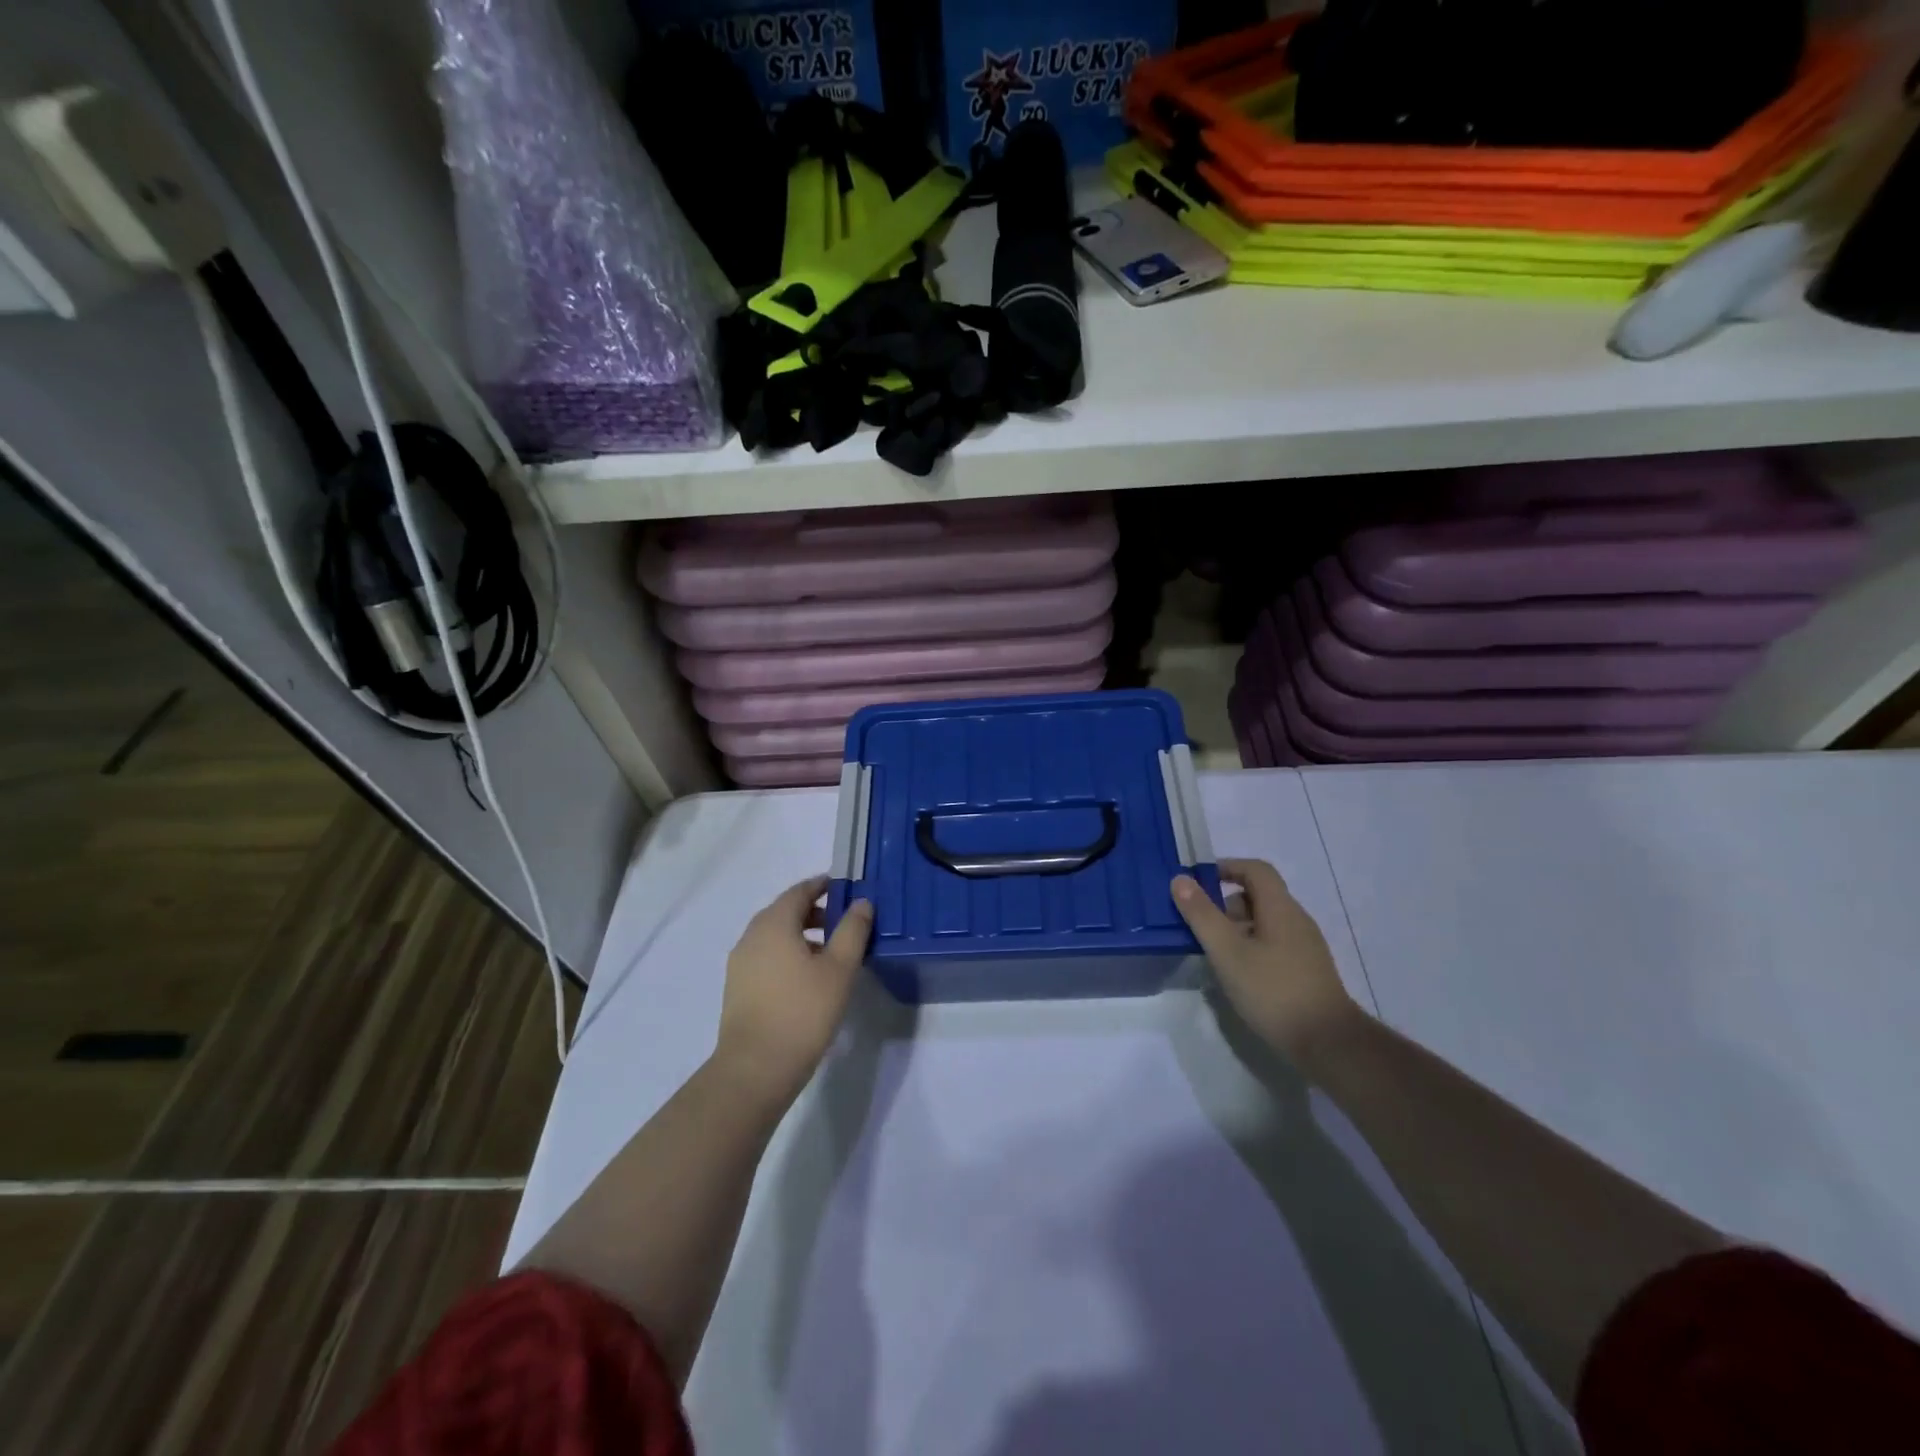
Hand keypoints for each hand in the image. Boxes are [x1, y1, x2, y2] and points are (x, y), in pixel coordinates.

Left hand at [715, 876, 872, 1105]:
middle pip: (785, 912)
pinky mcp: (738, 988)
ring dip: (802, 935)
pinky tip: (808, 979)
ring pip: (775, 936)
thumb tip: (861, 902)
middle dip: (815, 911)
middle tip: (844, 922)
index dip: (823, 885)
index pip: (799, 891)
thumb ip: (852, 930)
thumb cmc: (803, 1012)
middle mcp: (752, 936)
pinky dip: (788, 955)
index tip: (845, 888)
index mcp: (774, 923)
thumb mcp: (839, 968)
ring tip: (831, 954)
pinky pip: (767, 957)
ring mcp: (740, 963)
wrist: (755, 1069)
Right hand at [1172, 859, 1357, 1064]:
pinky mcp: (1307, 970)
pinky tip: (1236, 974)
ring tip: (1212, 951)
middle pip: (1259, 896)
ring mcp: (1305, 947)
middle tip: (1198, 923)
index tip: (1198, 882)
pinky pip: (1273, 944)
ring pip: (1265, 922)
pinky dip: (1250, 946)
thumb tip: (1180, 879)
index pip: (1256, 870)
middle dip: (1225, 903)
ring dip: (1236, 927)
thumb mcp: (1227, 952)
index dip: (1227, 867)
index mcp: (1281, 908)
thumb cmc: (1273, 991)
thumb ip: (1201, 914)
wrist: (1328, 1044)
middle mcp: (1297, 920)